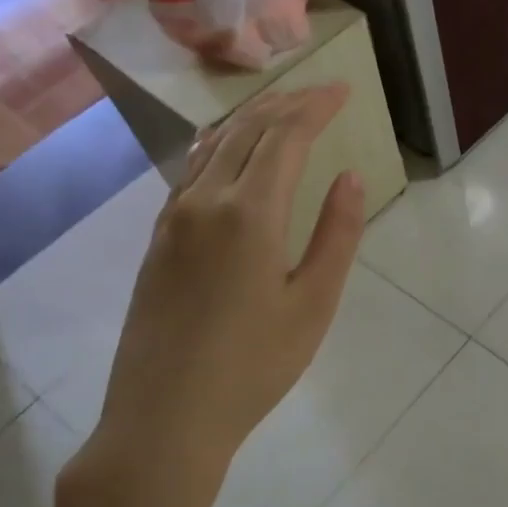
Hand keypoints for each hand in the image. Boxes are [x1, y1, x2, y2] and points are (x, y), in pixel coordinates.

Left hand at [55, 84, 364, 506]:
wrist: (164, 418)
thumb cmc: (254, 366)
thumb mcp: (314, 303)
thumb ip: (336, 234)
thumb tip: (350, 177)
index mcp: (249, 213)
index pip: (286, 137)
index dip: (316, 107)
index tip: (343, 88)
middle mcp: (204, 202)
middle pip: (246, 131)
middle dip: (285, 103)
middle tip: (317, 90)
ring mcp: (172, 220)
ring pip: (213, 146)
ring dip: (250, 120)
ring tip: (280, 108)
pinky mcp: (157, 241)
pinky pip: (191, 172)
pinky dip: (220, 147)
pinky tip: (227, 151)